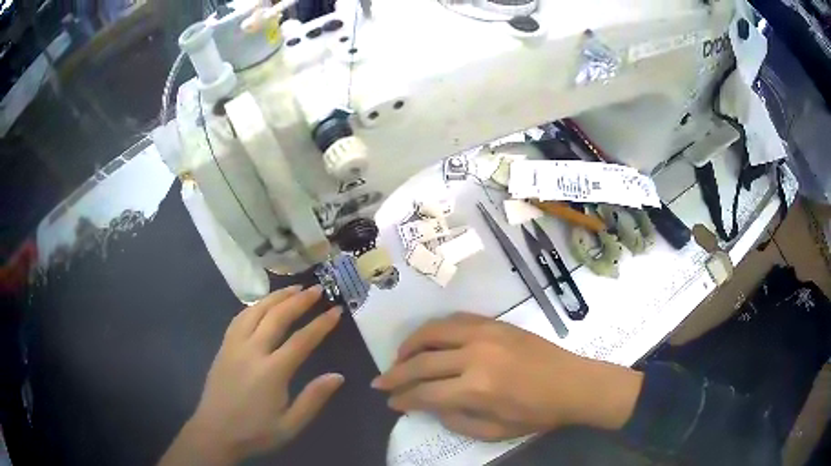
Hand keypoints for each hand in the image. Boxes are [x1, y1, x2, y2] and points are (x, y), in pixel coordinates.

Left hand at [160, 285, 343, 464]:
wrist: (215, 432)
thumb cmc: (256, 431)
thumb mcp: (291, 424)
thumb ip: (313, 399)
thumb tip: (338, 376)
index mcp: (272, 372)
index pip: (301, 340)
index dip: (321, 324)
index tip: (336, 311)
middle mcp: (252, 351)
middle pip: (277, 317)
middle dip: (299, 301)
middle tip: (317, 289)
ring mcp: (234, 346)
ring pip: (255, 311)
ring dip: (276, 297)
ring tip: (293, 289)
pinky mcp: (224, 347)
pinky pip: (239, 318)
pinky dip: (255, 306)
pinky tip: (262, 305)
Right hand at [372, 313, 642, 440]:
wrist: (573, 384)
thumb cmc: (536, 414)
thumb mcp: (493, 431)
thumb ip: (454, 420)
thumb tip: (426, 405)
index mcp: (476, 389)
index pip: (424, 393)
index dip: (402, 398)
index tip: (390, 401)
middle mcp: (474, 356)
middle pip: (420, 362)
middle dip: (395, 374)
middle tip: (381, 382)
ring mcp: (485, 334)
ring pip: (432, 332)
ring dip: (409, 345)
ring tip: (398, 358)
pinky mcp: (495, 323)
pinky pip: (454, 320)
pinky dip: (434, 329)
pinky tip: (428, 340)